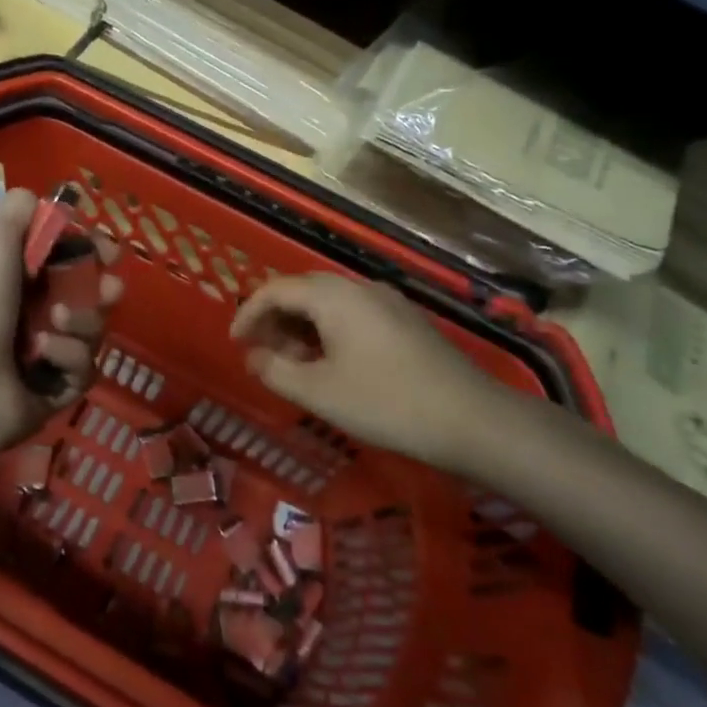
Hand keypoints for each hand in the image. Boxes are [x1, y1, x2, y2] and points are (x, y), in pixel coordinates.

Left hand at [0, 188, 121, 462]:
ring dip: (82, 321)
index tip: (108, 252)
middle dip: (104, 290)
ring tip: (55, 322)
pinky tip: (42, 356)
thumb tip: (48, 205)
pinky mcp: (55, 392)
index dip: (93, 252)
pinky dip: (67, 356)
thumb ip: (22, 208)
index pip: (68, 260)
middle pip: (90, 297)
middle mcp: (31, 314)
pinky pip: (83, 369)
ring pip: (92, 332)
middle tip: (108, 290)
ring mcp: (44, 356)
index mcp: (16, 277)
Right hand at [229, 273, 524, 474]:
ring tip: (293, 364)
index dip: (248, 313)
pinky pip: (353, 314)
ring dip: (301, 327)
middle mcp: (360, 288)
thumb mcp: (318, 392)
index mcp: (334, 296)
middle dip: (275, 318)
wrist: (471, 419)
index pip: (276, 290)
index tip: (235, 343)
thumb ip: (275, 370)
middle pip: (303, 291)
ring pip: (329, 303)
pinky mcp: (406, 321)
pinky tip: (330, 364)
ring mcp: (387, 302)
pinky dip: (328, 332)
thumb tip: (253, 356)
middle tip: (261, 352)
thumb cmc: (385, 402)